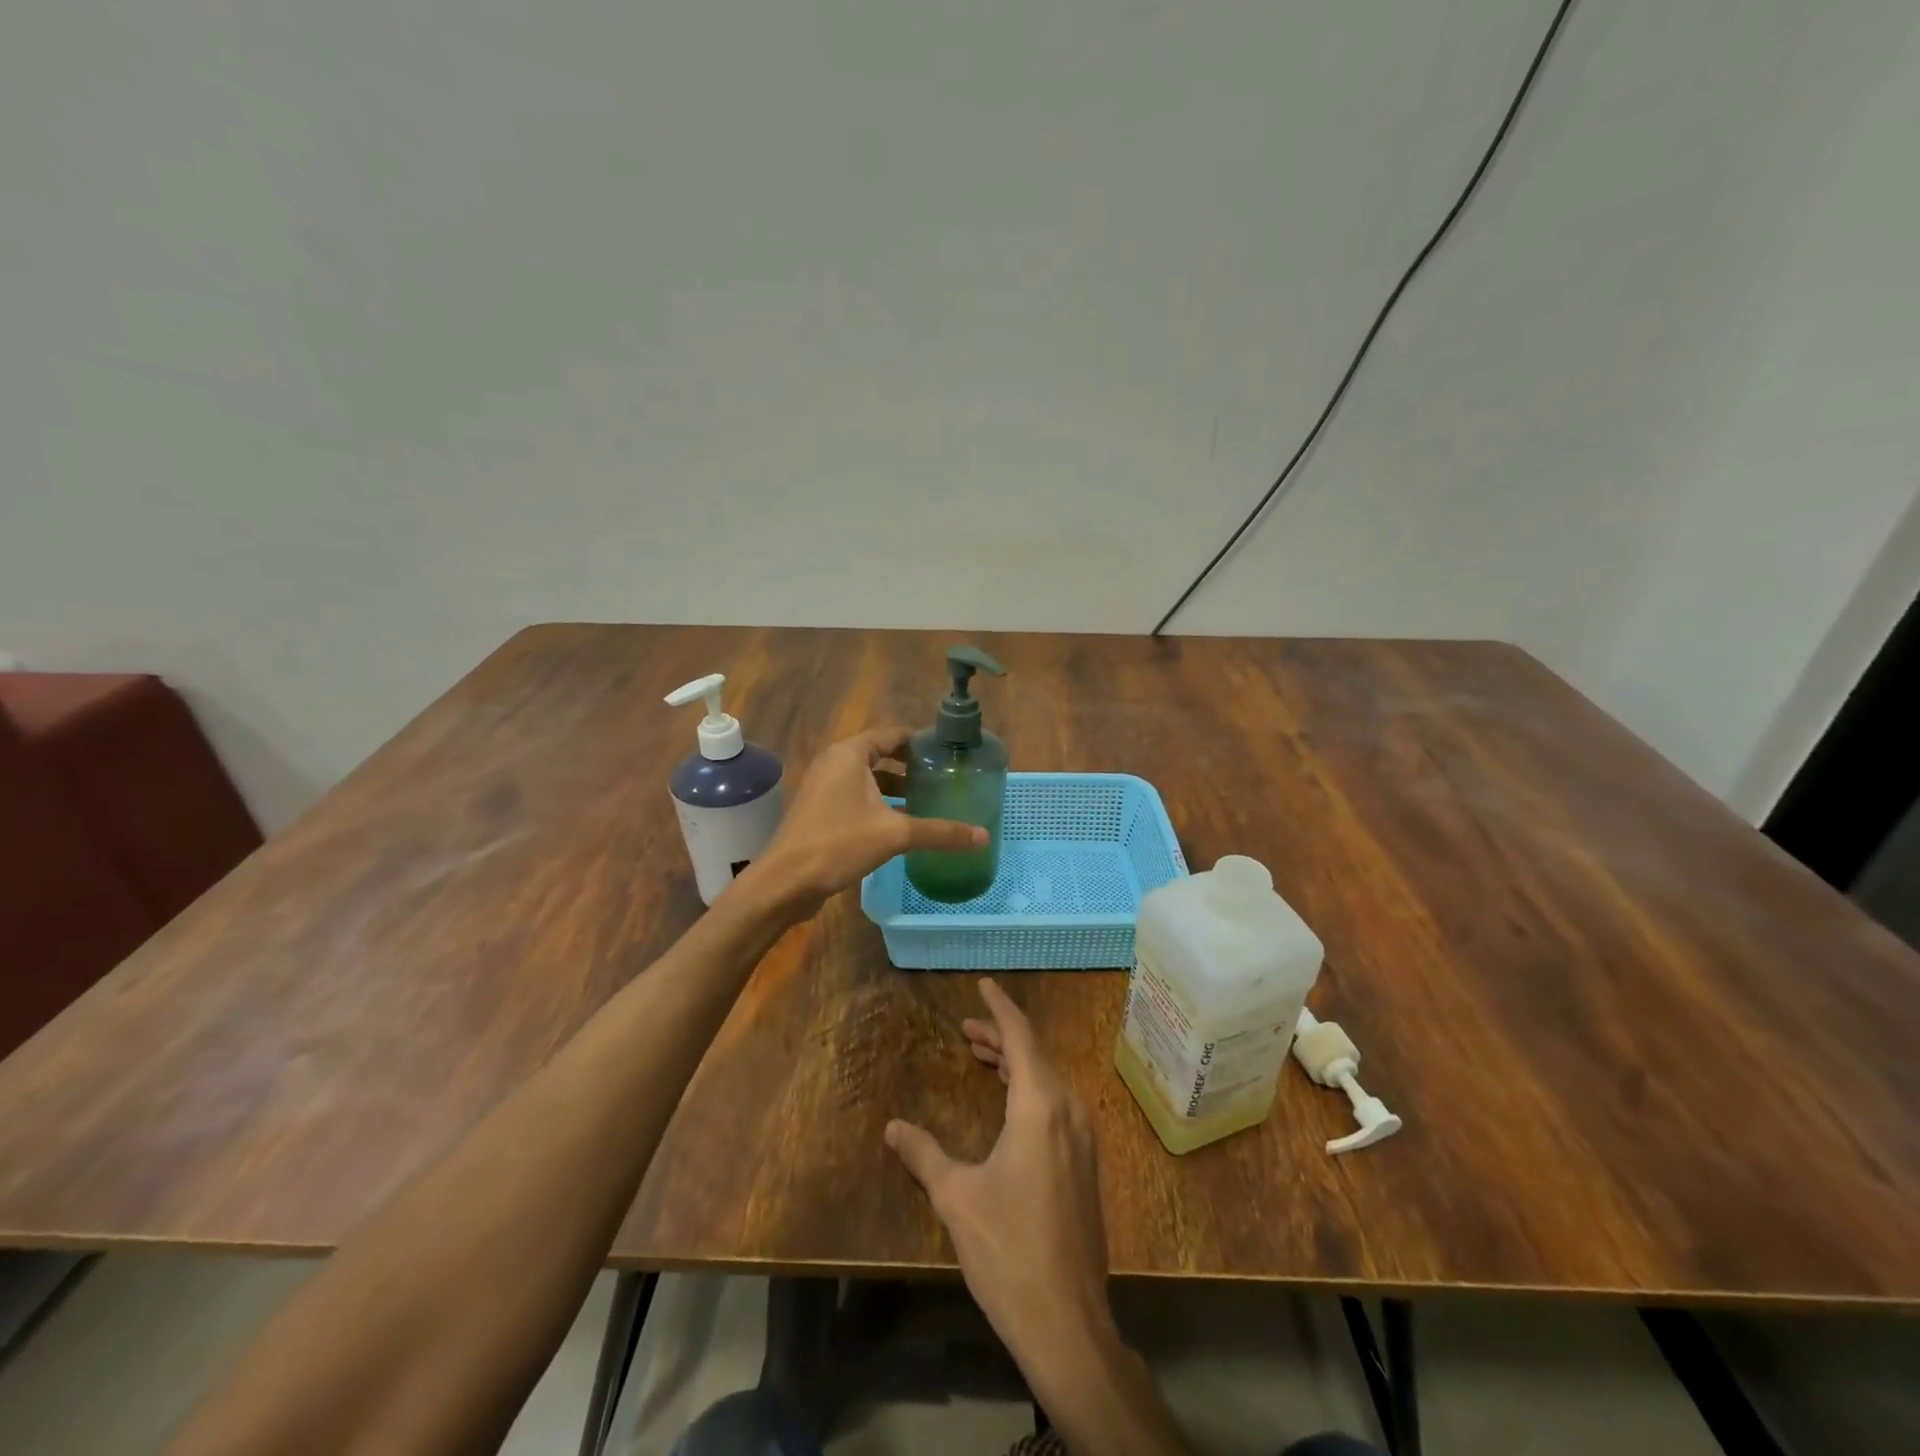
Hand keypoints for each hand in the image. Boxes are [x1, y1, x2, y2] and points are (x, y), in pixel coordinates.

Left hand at [750, 726, 985, 913]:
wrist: (785, 881)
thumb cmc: (839, 844)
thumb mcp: (895, 835)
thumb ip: (940, 832)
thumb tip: (983, 836)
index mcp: (850, 753)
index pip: (892, 734)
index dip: (920, 743)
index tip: (947, 755)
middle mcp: (834, 762)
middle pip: (879, 754)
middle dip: (910, 766)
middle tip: (941, 779)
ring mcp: (823, 786)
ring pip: (866, 778)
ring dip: (893, 786)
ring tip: (925, 800)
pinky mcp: (818, 809)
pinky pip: (854, 795)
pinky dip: (877, 802)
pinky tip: (898, 824)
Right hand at [885, 979, 1112, 1357]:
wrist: (1066, 1321)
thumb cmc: (1008, 1249)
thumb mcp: (956, 1197)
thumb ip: (923, 1154)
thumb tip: (892, 1127)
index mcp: (1040, 1105)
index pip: (1020, 1037)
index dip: (1000, 1008)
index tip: (984, 985)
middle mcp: (1068, 1109)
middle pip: (1034, 1054)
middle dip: (1000, 1036)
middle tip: (967, 1028)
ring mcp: (1082, 1137)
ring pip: (1047, 1079)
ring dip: (1015, 1062)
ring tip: (982, 1055)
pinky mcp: (1084, 1161)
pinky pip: (1056, 1103)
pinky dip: (1029, 1087)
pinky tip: (1009, 1100)